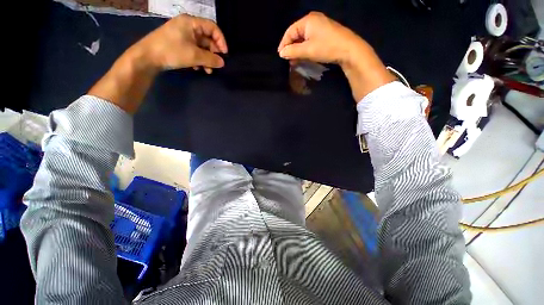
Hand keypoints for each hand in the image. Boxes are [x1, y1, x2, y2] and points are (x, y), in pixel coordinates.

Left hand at [89, 15, 227, 113]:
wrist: (147, 57)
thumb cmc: (172, 52)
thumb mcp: (194, 56)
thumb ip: (211, 59)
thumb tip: (222, 63)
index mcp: (191, 23)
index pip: (213, 28)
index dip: (221, 41)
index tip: (225, 54)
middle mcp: (188, 26)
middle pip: (207, 38)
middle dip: (213, 53)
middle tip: (216, 64)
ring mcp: (183, 35)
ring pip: (201, 46)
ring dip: (207, 58)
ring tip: (208, 70)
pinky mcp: (179, 43)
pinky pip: (194, 49)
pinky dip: (199, 59)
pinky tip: (198, 68)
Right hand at [278, 12, 362, 65]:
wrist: (349, 49)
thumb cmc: (326, 48)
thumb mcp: (307, 50)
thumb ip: (292, 51)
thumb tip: (282, 53)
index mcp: (307, 20)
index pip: (290, 31)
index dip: (284, 44)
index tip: (280, 55)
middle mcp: (313, 20)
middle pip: (296, 34)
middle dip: (291, 47)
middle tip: (287, 59)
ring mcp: (320, 25)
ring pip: (304, 38)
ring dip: (298, 49)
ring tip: (294, 60)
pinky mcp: (325, 32)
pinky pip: (310, 39)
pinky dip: (305, 48)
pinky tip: (303, 56)